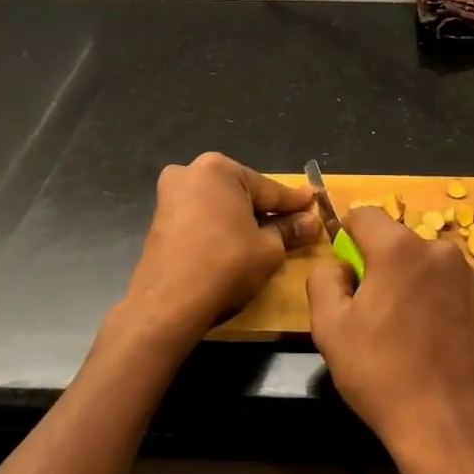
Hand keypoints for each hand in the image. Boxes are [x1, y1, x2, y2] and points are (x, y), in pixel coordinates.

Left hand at [123, 152, 317, 340]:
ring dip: (241, 218)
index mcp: (219, 169)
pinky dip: (219, 227)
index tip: (314, 203)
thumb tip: (311, 221)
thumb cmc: (226, 266)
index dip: (294, 202)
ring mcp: (170, 195)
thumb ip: (290, 230)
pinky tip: (235, 244)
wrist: (169, 304)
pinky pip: (201, 217)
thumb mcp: (268, 249)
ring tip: (266, 237)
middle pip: (241, 192)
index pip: (269, 189)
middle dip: (265, 209)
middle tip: (292, 223)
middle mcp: (190, 172)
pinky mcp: (160, 220)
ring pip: (220, 205)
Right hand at [306, 207, 473, 473]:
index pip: (364, 215)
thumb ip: (323, 279)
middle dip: (378, 263)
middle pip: (396, 240)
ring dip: (408, 279)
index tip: (344, 271)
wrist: (445, 422)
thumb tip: (339, 265)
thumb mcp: (328, 327)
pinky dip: (433, 296)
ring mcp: (468, 274)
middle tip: (369, 309)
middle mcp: (438, 250)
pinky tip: (428, 336)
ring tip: (401, 327)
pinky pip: (447, 282)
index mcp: (399, 249)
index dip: (346, 236)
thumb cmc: (380, 372)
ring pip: (422, 262)